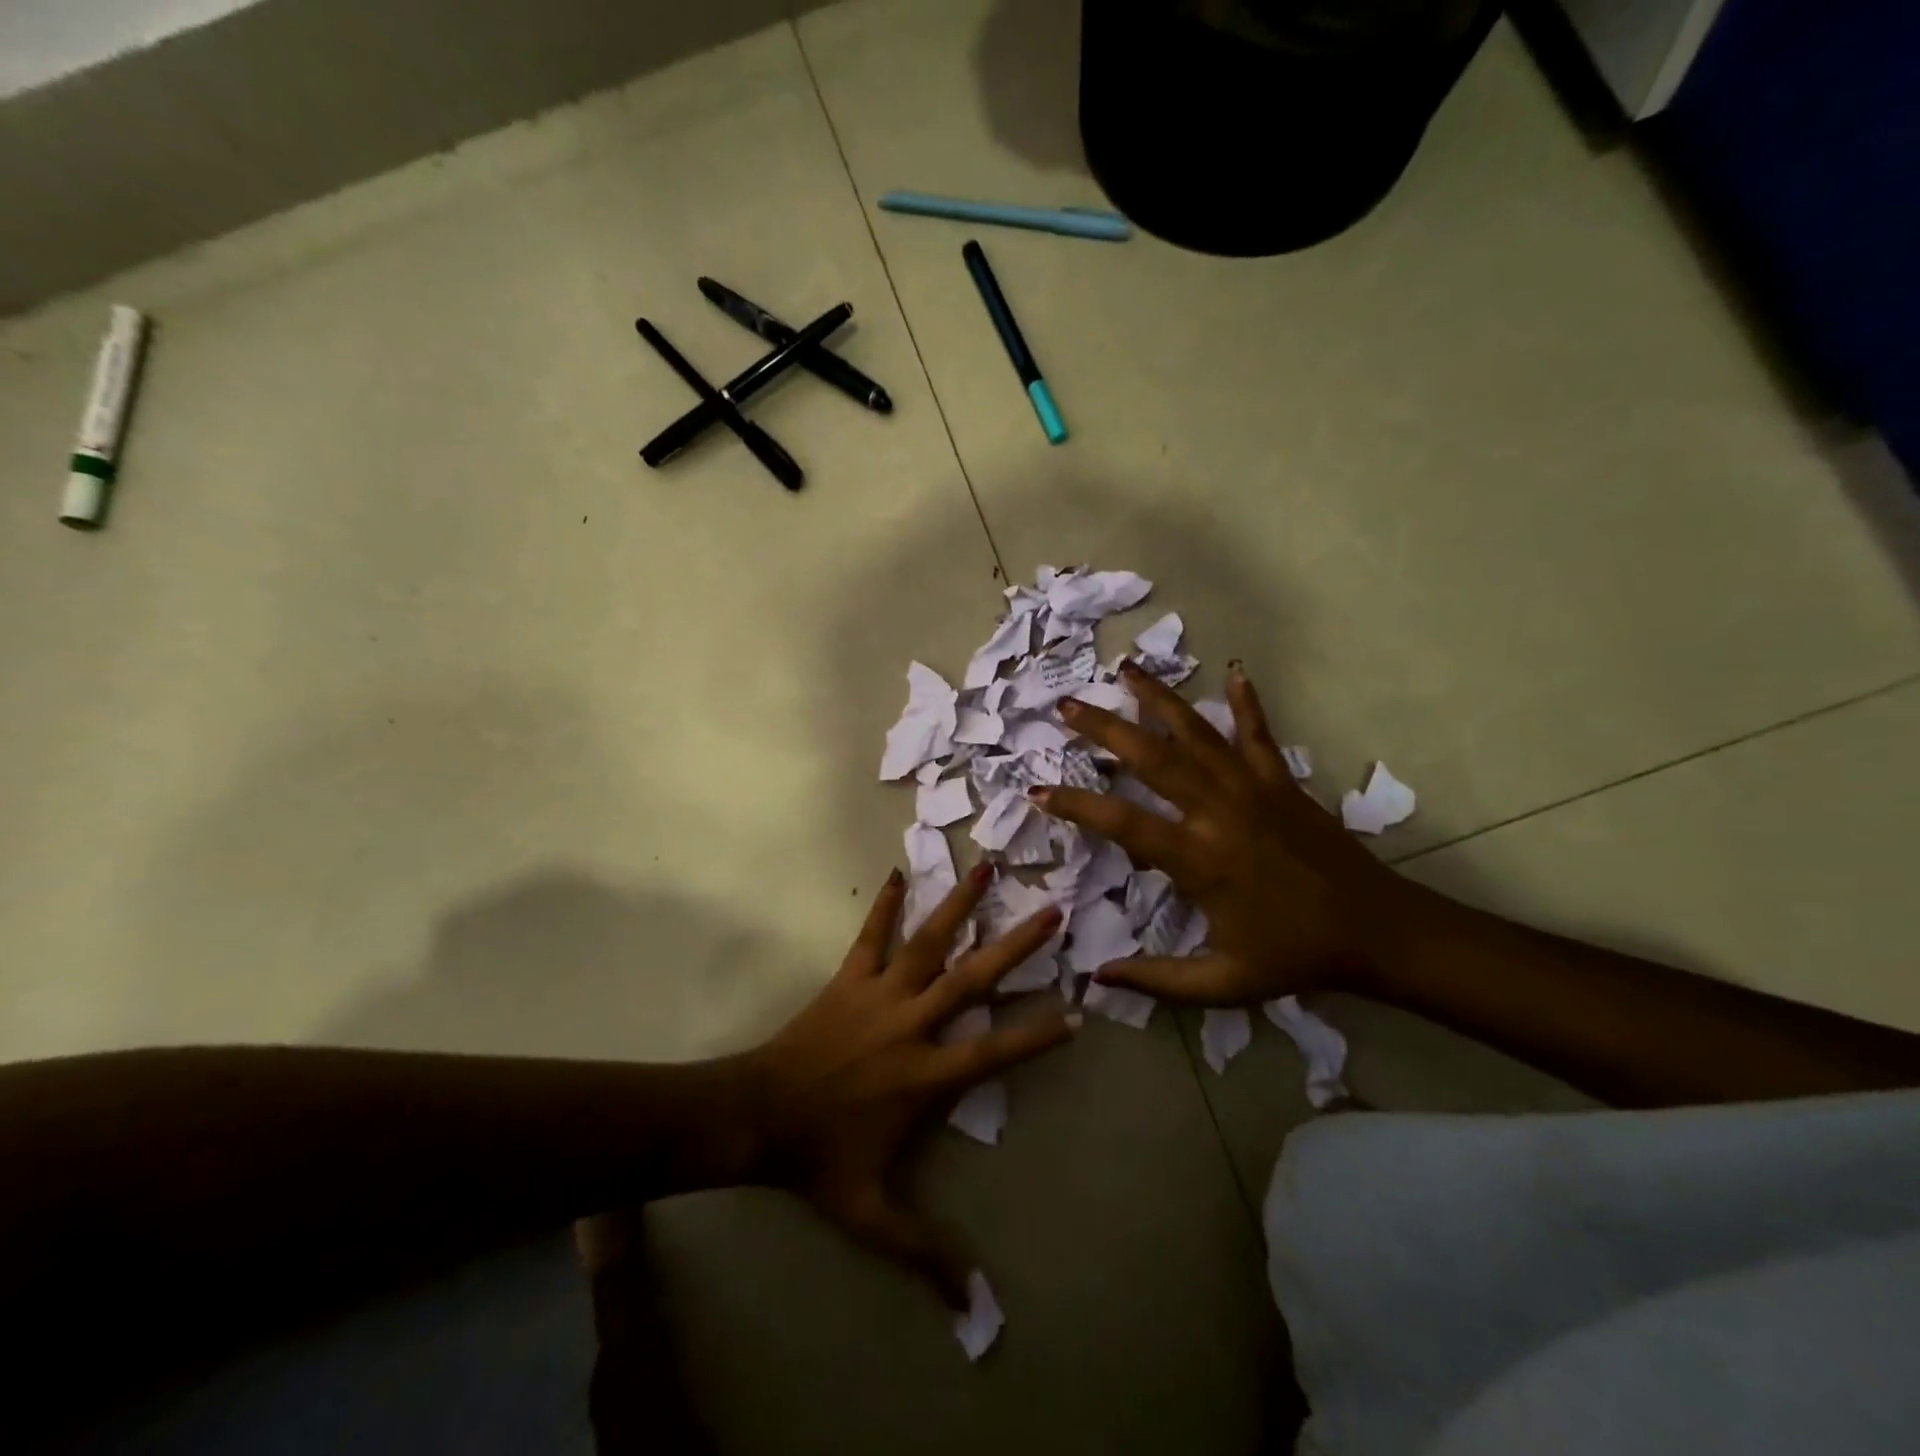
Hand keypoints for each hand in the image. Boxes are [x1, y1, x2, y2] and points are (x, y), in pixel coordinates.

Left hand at [745, 864, 1073, 1306]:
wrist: (755, 1115)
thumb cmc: (818, 1160)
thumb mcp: (870, 1216)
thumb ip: (922, 1253)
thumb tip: (974, 1310)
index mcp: (925, 1076)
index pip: (994, 1052)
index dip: (1038, 1035)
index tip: (1078, 1011)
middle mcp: (911, 1024)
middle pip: (972, 979)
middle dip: (1015, 946)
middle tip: (1051, 914)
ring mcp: (878, 994)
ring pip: (927, 942)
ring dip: (958, 904)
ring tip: (987, 869)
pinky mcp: (848, 978)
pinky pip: (870, 935)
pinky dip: (884, 904)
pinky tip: (896, 871)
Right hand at [1033, 661, 1412, 1004]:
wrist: (1376, 931)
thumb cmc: (1293, 956)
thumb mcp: (1223, 983)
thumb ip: (1157, 980)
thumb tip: (1097, 977)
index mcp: (1198, 859)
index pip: (1121, 822)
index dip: (1075, 804)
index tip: (1037, 790)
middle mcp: (1218, 812)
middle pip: (1151, 758)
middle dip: (1104, 729)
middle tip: (1067, 706)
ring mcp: (1252, 789)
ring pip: (1196, 734)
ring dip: (1158, 699)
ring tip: (1126, 669)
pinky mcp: (1282, 781)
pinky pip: (1258, 734)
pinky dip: (1245, 702)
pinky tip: (1233, 671)